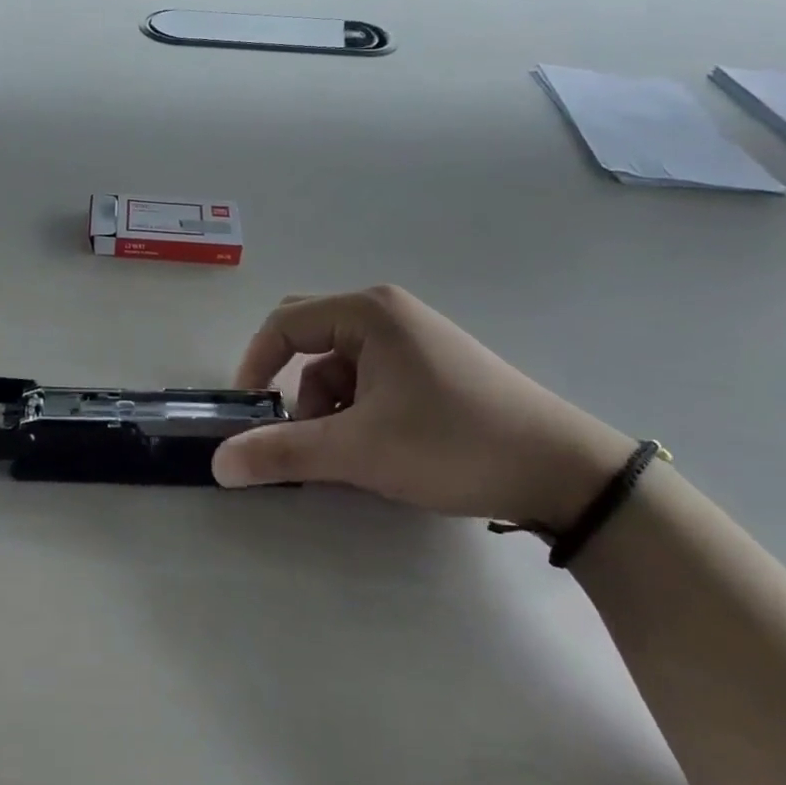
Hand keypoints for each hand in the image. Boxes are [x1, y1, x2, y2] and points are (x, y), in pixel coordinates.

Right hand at [212, 287, 633, 529]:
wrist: (566, 472)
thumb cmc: (453, 444)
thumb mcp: (361, 451)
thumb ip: (285, 453)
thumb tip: (218, 463)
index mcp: (367, 312)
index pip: (285, 323)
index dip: (256, 364)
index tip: (247, 413)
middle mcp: (387, 312)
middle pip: (311, 336)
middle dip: (295, 385)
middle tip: (293, 430)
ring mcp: (413, 336)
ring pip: (341, 363)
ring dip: (329, 405)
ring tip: (349, 455)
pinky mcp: (432, 363)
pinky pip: (372, 375)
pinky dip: (359, 408)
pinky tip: (379, 448)